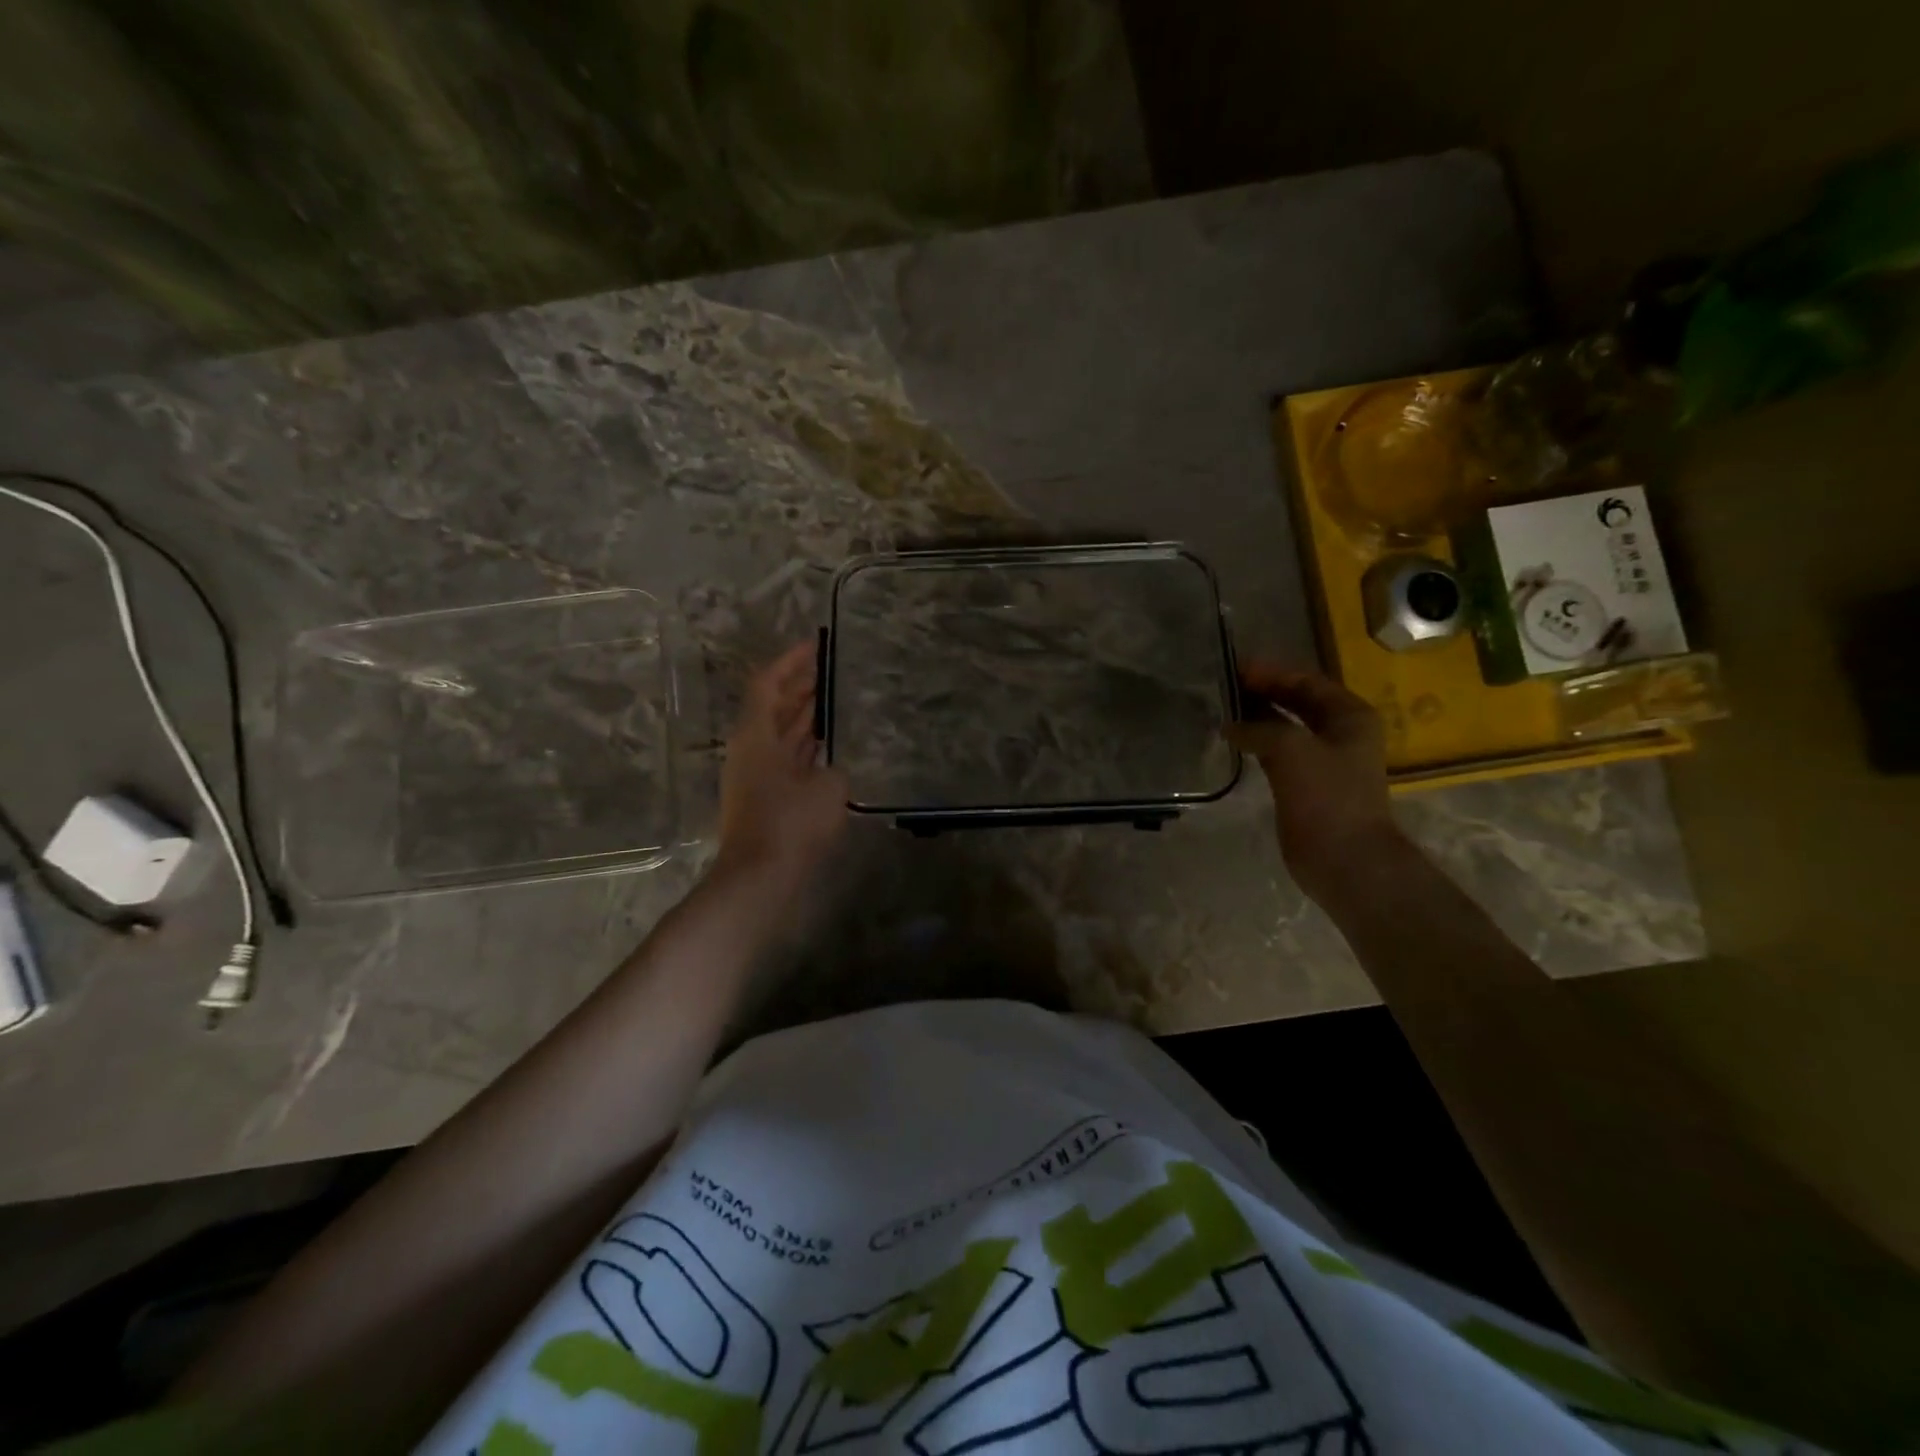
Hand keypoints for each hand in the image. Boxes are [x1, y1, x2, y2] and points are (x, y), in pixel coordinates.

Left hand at [715, 641, 848, 888]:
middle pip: (772, 706)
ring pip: (779, 733)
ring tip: (833, 698)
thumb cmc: (792, 823)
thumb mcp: (827, 787)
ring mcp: (755, 775)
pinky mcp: (764, 798)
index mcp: (756, 735)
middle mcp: (751, 749)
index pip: (768, 683)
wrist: (760, 878)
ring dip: (803, 715)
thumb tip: (829, 769)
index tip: (815, 644)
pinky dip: (805, 745)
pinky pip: (786, 758)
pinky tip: (828, 745)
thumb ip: (833, 768)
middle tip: (830, 669)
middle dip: (799, 685)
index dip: (791, 661)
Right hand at [1229, 663, 1402, 904]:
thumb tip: (1230, 724)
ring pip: (1286, 727)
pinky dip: (1257, 742)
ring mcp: (1324, 760)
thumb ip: (1258, 727)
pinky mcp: (1306, 785)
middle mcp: (1341, 733)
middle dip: (1263, 691)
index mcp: (1349, 715)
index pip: (1307, 681)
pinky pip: (1278, 752)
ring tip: (1223, 708)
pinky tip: (1234, 741)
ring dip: (1258, 716)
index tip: (1234, 667)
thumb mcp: (1290, 748)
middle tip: (1225, 685)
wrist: (1344, 859)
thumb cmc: (1326, 797)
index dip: (1271, 672)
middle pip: (1298, 701)